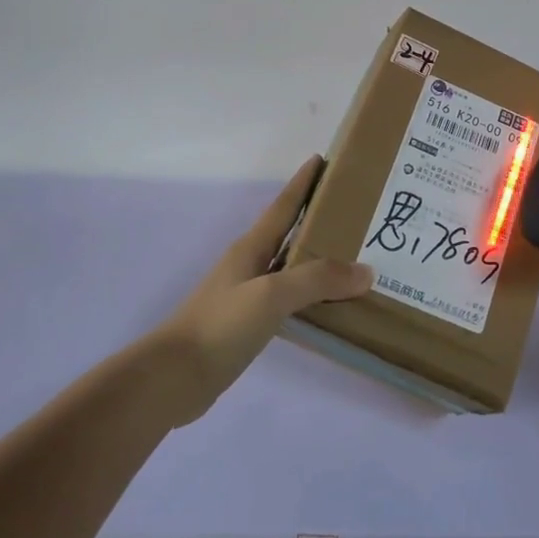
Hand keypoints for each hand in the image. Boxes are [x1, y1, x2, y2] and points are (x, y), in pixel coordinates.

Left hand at [156, 156, 372, 424]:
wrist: (173, 378)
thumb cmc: (220, 325)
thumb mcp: (271, 295)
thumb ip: (317, 280)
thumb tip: (365, 272)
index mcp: (251, 247)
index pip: (283, 205)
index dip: (303, 182)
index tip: (324, 159)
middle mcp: (250, 264)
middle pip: (290, 233)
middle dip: (319, 219)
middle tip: (357, 213)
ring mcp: (247, 295)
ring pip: (291, 267)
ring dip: (318, 260)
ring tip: (354, 258)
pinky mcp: (248, 324)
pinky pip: (289, 299)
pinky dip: (311, 295)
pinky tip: (330, 305)